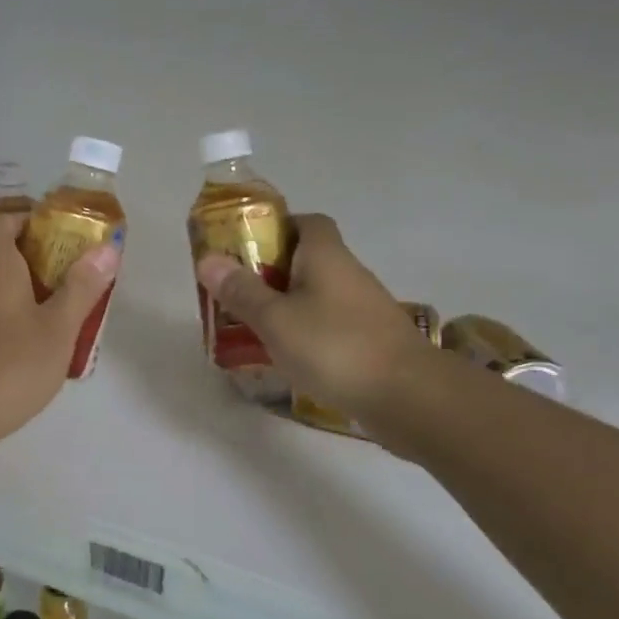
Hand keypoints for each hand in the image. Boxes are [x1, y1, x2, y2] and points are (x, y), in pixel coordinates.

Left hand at [0, 213, 119, 450]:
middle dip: (39, 260)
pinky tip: (33, 345)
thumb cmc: (9, 364)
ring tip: (62, 312)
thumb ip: (82, 287)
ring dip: (26, 291)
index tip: (62, 237)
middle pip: (2, 253)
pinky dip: (10, 317)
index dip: (31, 221)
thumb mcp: (58, 328)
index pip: (4, 221)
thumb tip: (106, 248)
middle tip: (74, 277)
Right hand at [196, 213, 436, 439]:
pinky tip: (287, 357)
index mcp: (326, 256)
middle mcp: (348, 274)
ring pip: (317, 296)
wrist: (410, 397)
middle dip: (271, 272)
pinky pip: (329, 326)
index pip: (306, 222)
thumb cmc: (335, 347)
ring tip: (252, 327)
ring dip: (287, 306)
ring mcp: (364, 309)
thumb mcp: (276, 319)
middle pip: (307, 260)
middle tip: (236, 292)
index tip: (244, 248)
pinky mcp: (371, 341)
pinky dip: (307, 334)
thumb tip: (207, 259)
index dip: (276, 228)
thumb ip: (241, 291)